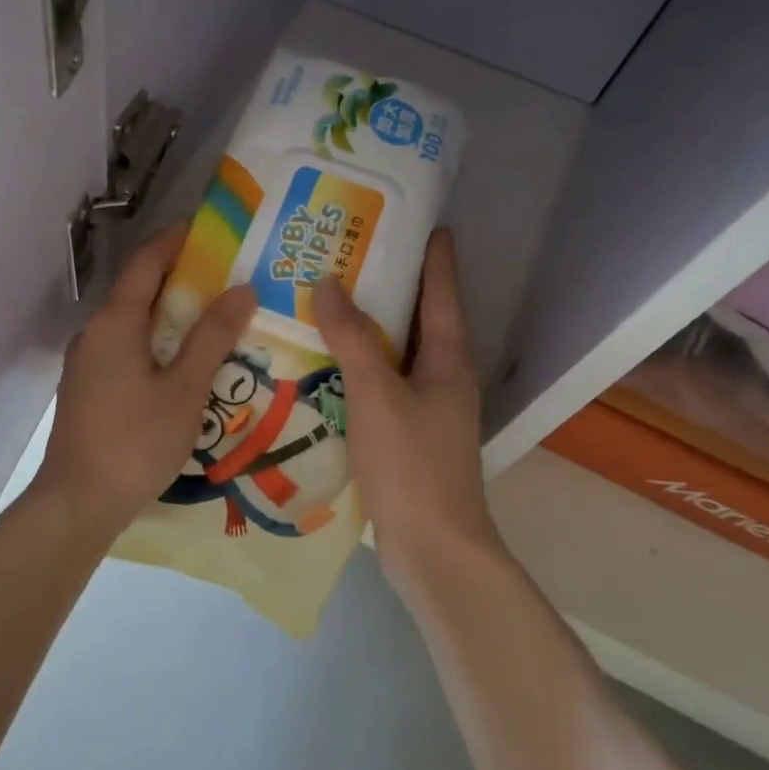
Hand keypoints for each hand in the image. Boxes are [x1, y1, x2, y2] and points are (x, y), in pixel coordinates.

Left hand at [33, 224, 255, 543]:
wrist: (79, 502)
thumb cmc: (136, 441)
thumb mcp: (185, 389)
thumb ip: (212, 337)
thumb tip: (241, 290)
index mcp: (114, 322)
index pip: (146, 262)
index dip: (176, 240)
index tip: (209, 227)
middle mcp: (94, 333)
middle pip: (138, 291)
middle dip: (180, 278)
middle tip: (225, 275)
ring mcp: (86, 362)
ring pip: (132, 323)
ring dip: (168, 314)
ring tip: (211, 317)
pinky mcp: (87, 388)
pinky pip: (125, 349)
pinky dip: (155, 342)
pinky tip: (181, 362)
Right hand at [313, 230, 502, 573]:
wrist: (432, 548)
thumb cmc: (411, 464)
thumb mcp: (377, 394)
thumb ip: (351, 340)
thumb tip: (329, 283)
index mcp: (447, 361)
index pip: (441, 294)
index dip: (434, 257)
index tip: (423, 221)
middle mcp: (441, 379)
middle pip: (417, 321)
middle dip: (391, 287)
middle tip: (350, 255)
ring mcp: (424, 410)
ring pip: (393, 356)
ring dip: (367, 330)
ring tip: (327, 303)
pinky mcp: (403, 437)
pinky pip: (377, 387)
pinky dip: (354, 369)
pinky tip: (321, 366)